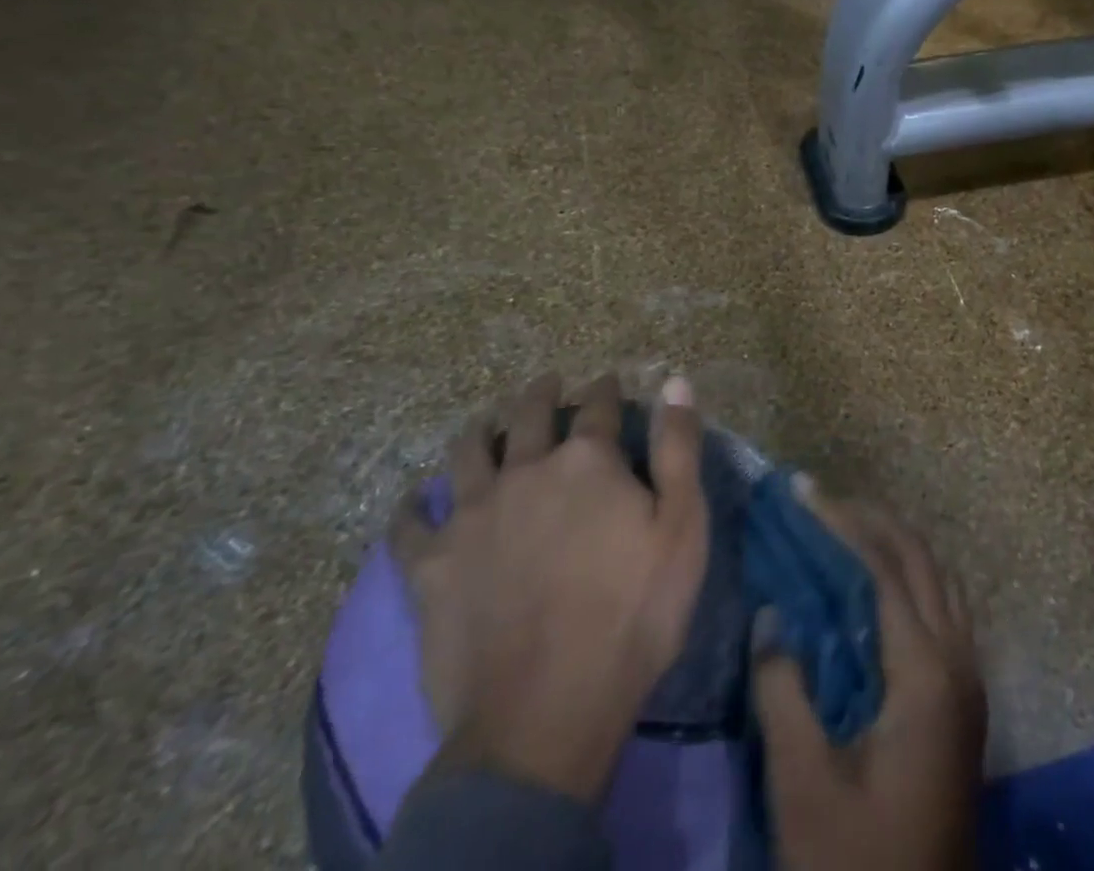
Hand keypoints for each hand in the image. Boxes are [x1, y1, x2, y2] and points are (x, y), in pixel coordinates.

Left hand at [391, 371, 708, 802]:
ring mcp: (471, 516)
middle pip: (530, 415)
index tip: (610, 380)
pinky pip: (410, 526)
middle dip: (542, 393)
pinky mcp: (431, 567)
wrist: (545, 715)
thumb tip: (676, 379)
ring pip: (468, 453)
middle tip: (548, 383)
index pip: (599, 406)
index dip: (607, 388)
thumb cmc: (632, 615)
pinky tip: (412, 500)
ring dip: (480, 430)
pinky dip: (411, 507)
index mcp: (586, 461)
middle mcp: (525, 471)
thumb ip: (679, 448)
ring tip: (486, 421)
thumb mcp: (682, 527)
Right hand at [753, 486, 986, 870]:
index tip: (802, 491)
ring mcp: (970, 680)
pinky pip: (946, 607)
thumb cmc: (858, 863)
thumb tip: (770, 614)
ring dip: (897, 542)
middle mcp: (959, 662)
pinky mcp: (965, 700)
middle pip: (921, 559)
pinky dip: (912, 575)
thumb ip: (784, 690)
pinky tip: (877, 585)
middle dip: (871, 519)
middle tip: (820, 501)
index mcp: (926, 674)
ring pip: (940, 578)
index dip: (840, 522)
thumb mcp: (804, 786)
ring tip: (845, 528)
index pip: (883, 568)